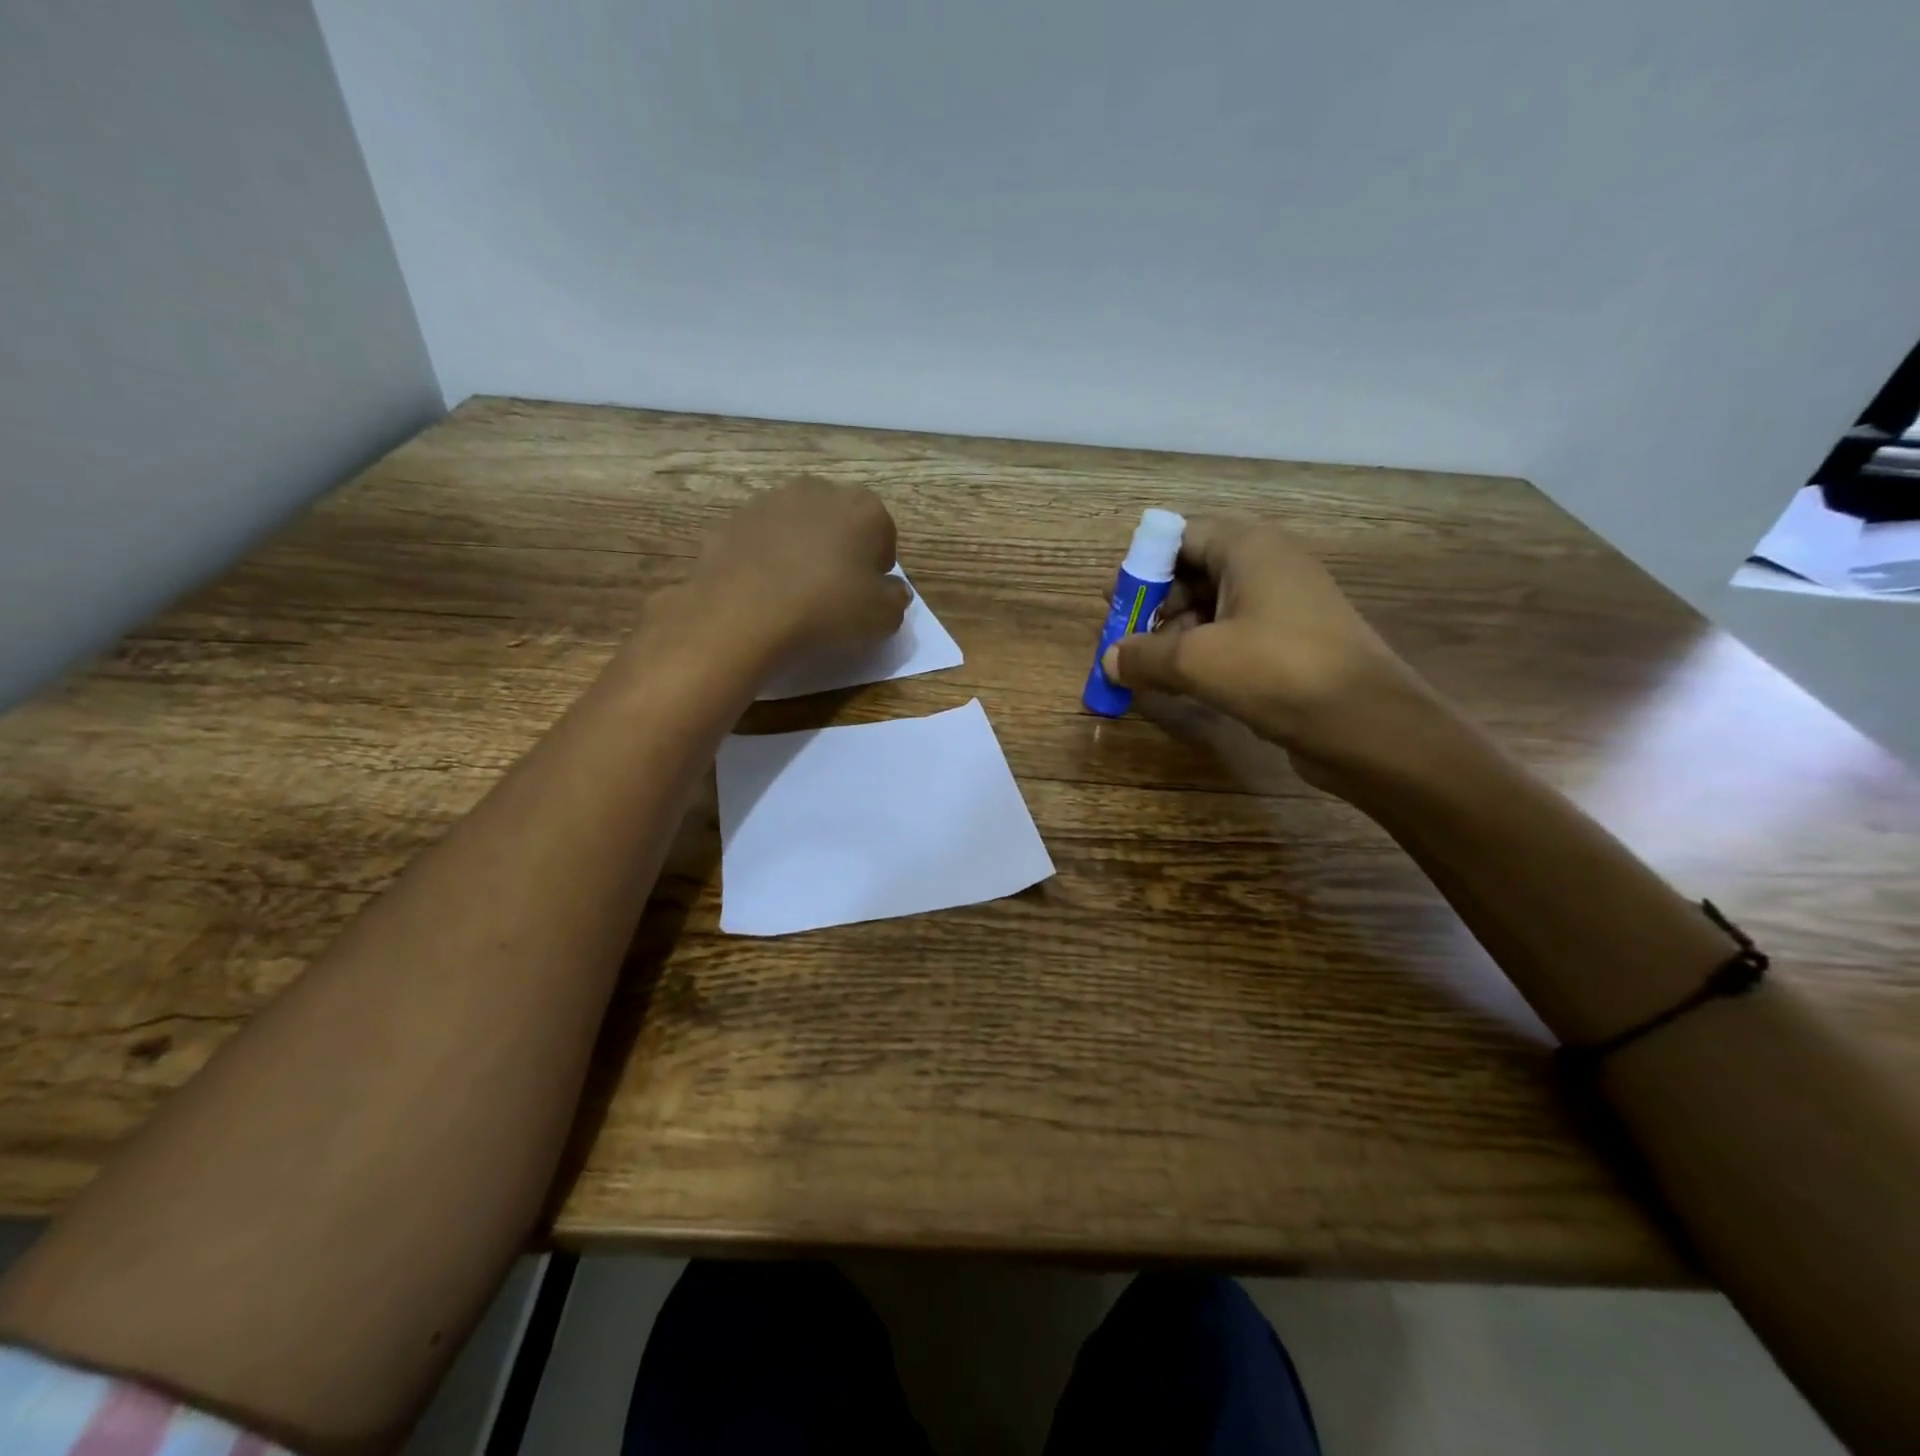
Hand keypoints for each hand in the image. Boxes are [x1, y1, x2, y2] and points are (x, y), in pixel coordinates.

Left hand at [681, 477, 910, 667]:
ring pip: (798, 526)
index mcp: (864, 508)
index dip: (878, 567)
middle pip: (840, 521)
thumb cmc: (827, 609)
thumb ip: (896, 599)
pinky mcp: (733, 520)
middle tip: (834, 591)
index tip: (868, 594)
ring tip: (795, 592)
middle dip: (840, 549)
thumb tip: (892, 590)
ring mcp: (770, 501)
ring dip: (801, 550)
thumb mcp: (884, 618)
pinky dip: (765, 559)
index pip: (884, 533)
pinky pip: (761, 541)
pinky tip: (763, 591)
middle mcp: (819, 491)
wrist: (743, 612)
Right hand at [1102, 517, 1442, 783]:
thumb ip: (1144, 655)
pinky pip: (1234, 637)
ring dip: (1176, 636)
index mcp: (1250, 548)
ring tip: (1149, 671)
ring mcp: (1286, 607)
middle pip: (1196, 570)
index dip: (1144, 563)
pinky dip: (1203, 655)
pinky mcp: (1293, 645)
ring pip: (1214, 608)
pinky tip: (1183, 686)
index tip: (1116, 600)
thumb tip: (1109, 660)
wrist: (1369, 726)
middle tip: (1126, 640)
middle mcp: (1270, 567)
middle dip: (1156, 605)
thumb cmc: (1278, 672)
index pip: (1184, 534)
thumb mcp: (1196, 660)